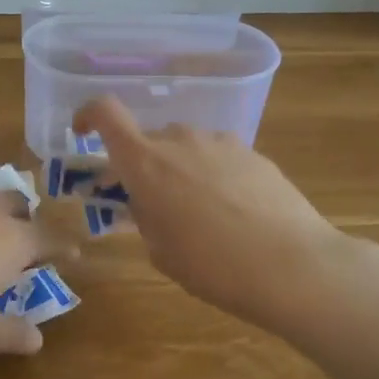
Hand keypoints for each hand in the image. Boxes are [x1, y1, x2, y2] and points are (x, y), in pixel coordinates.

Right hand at [72, 95, 362, 334]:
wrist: (295, 266)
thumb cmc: (214, 266)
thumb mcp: (161, 251)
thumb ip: (144, 216)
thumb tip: (145, 202)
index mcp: (146, 162)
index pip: (105, 113)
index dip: (88, 115)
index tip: (83, 133)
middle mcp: (180, 139)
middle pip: (148, 140)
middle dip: (140, 166)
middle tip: (148, 204)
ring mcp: (220, 142)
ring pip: (184, 148)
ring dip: (178, 171)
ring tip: (197, 214)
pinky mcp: (254, 153)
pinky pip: (217, 157)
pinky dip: (212, 176)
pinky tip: (232, 213)